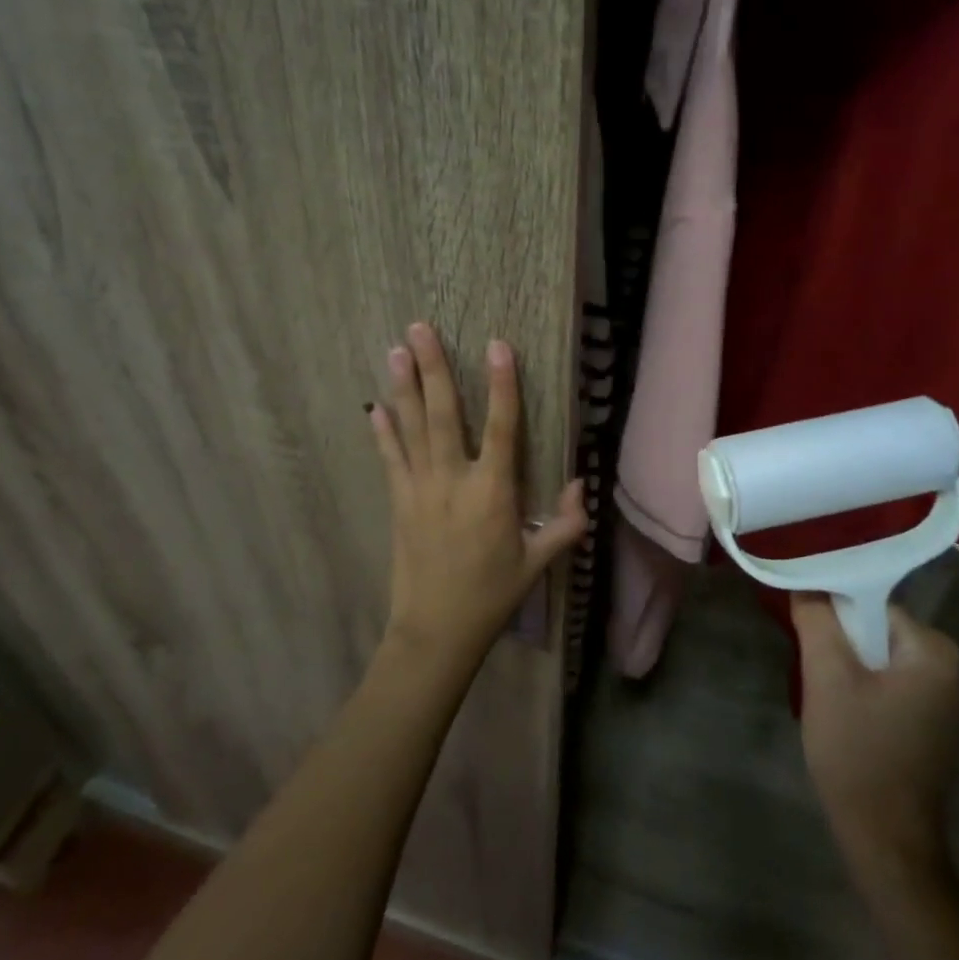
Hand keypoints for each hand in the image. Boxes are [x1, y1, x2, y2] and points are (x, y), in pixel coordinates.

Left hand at [369, 322, 585, 668]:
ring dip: (403, 388)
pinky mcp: (399, 503)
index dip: (501, 385)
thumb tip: (583, 484)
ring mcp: (420, 490)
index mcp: (493, 492)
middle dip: (432, 369)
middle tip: (419, 328)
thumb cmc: (492, 595)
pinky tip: (375, 406)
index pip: (501, 428)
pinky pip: (390, 459)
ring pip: (411, 429)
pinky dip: (383, 432)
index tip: (497, 345)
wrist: (436, 632)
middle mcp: (453, 481)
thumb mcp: (539, 563)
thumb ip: (567, 524)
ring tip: (395, 350)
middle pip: (443, 415)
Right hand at [791, 594, 958, 888]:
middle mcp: (946, 667)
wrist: (885, 841)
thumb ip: (816, 620)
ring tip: (817, 683)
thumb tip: (805, 580)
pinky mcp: (925, 720)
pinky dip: (857, 685)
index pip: (872, 602)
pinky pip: (884, 680)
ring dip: (843, 662)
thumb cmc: (859, 752)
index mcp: (933, 650)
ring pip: (875, 655)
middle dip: (837, 638)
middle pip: (874, 628)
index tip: (801, 621)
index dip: (832, 609)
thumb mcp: (827, 677)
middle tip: (806, 658)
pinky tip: (836, 706)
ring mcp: (938, 696)